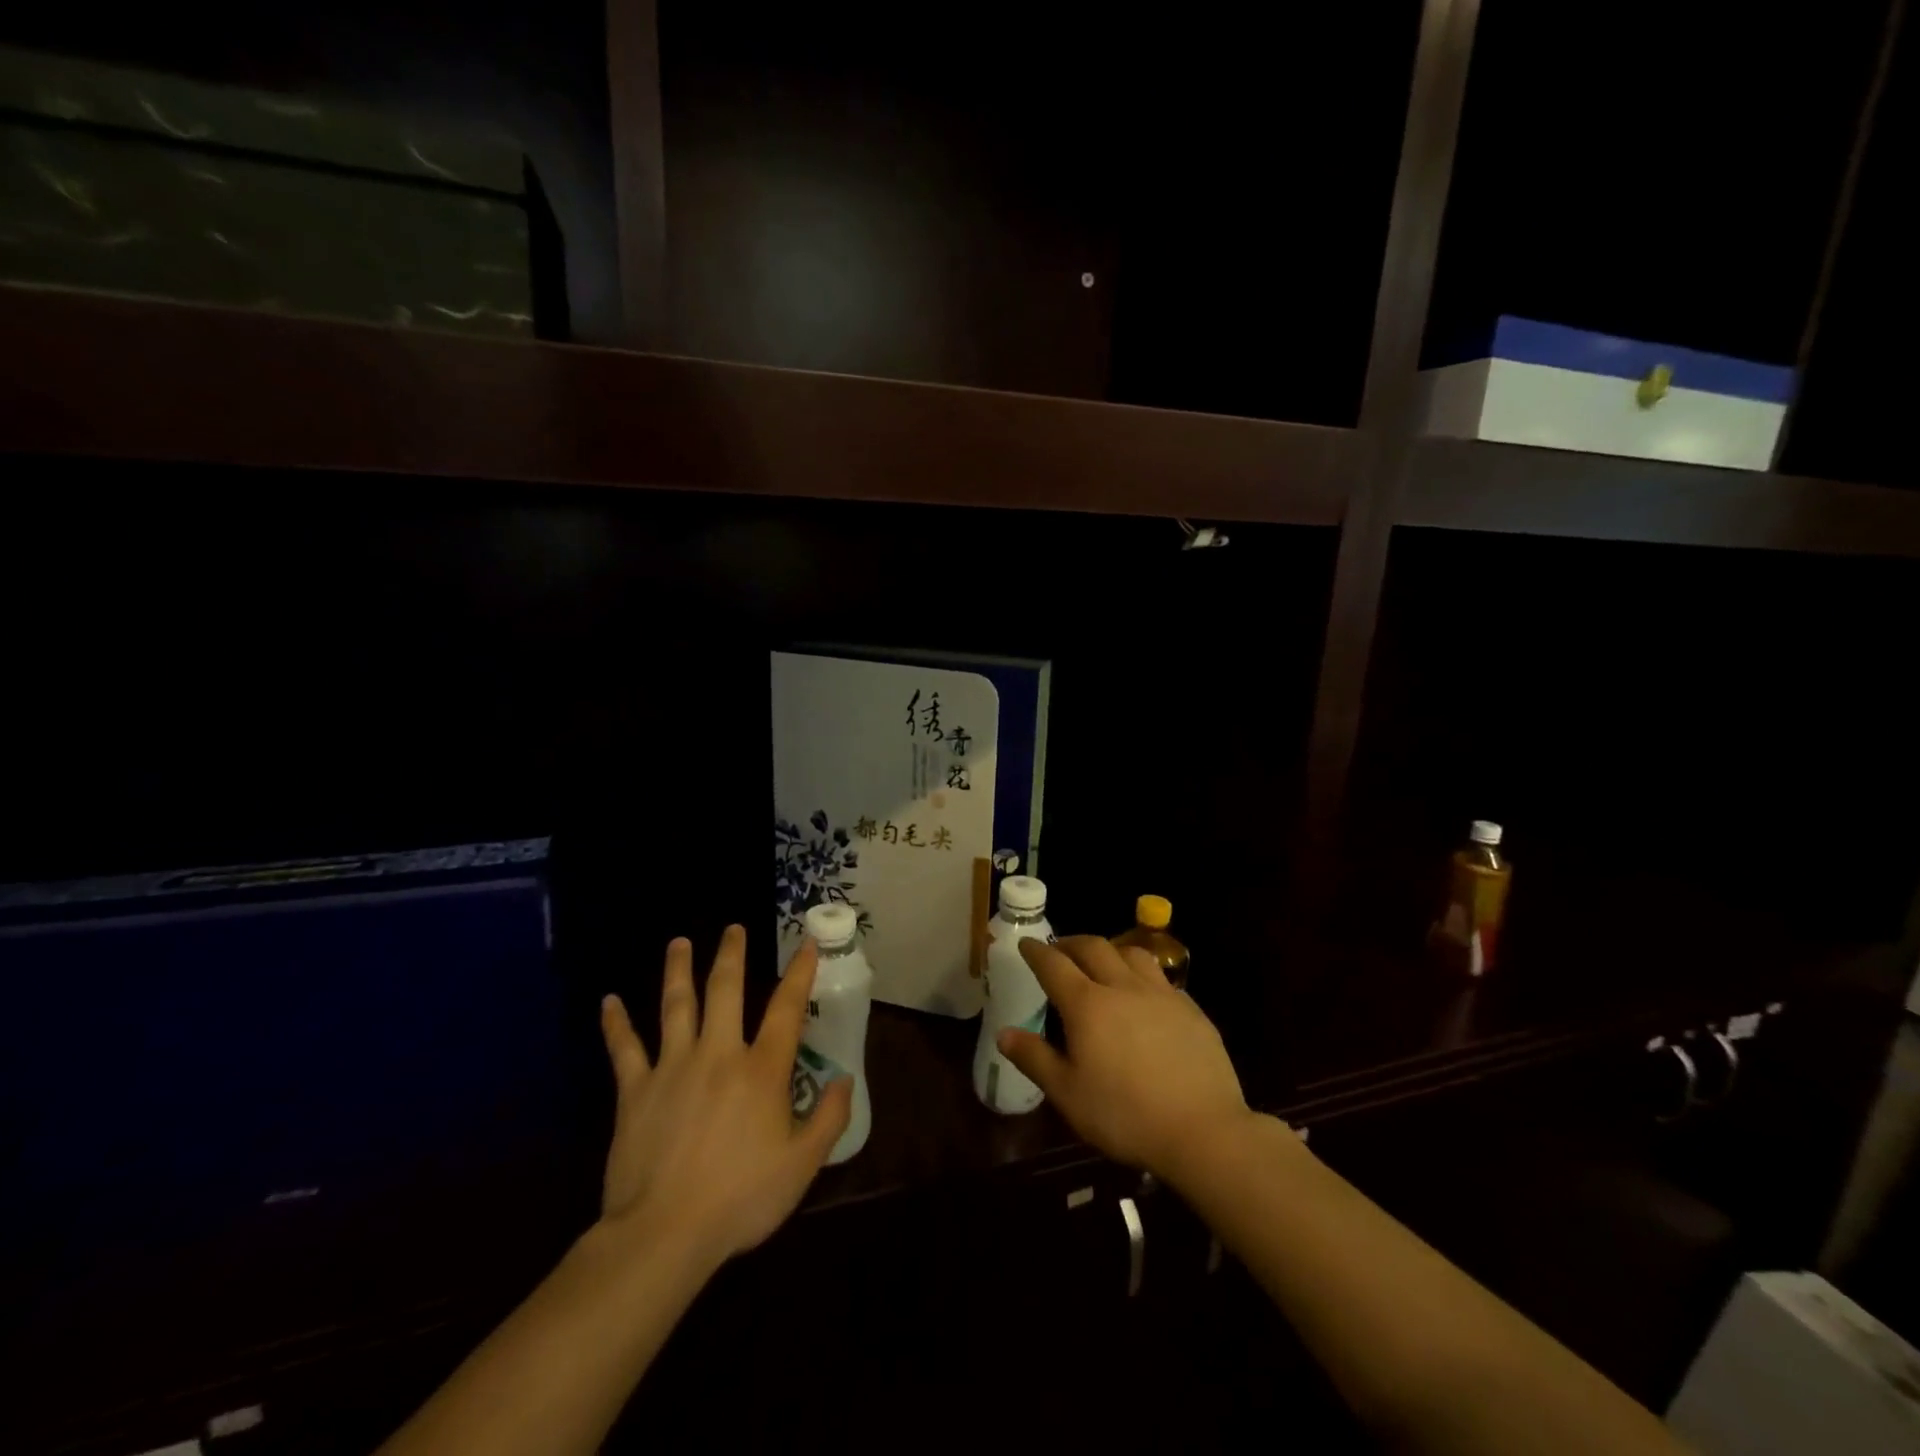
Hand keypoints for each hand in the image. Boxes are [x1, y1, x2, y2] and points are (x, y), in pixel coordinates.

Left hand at [596, 926, 852, 1270]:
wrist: (663, 1234)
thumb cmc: (740, 1199)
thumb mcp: (802, 1166)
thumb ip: (829, 1118)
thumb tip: (845, 1079)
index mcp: (761, 1070)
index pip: (786, 1008)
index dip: (799, 973)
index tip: (806, 943)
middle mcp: (718, 1054)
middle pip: (725, 990)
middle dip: (730, 955)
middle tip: (732, 928)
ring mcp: (673, 1067)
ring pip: (675, 1005)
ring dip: (677, 970)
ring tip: (678, 942)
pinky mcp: (635, 1090)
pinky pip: (624, 1049)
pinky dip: (616, 1024)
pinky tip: (608, 1001)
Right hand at [998, 935, 1252, 1182]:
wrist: (1203, 1129)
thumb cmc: (1125, 1115)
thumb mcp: (1068, 1094)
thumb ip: (1035, 1059)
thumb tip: (1004, 1033)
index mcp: (1087, 1005)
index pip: (1054, 965)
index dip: (1037, 951)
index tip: (1026, 943)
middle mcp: (1122, 987)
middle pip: (1093, 947)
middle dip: (1071, 943)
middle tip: (1059, 949)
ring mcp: (1161, 994)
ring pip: (1132, 953)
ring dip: (1110, 950)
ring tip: (1102, 961)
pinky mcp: (1191, 1009)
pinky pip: (1160, 978)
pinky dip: (1142, 974)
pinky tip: (1144, 993)